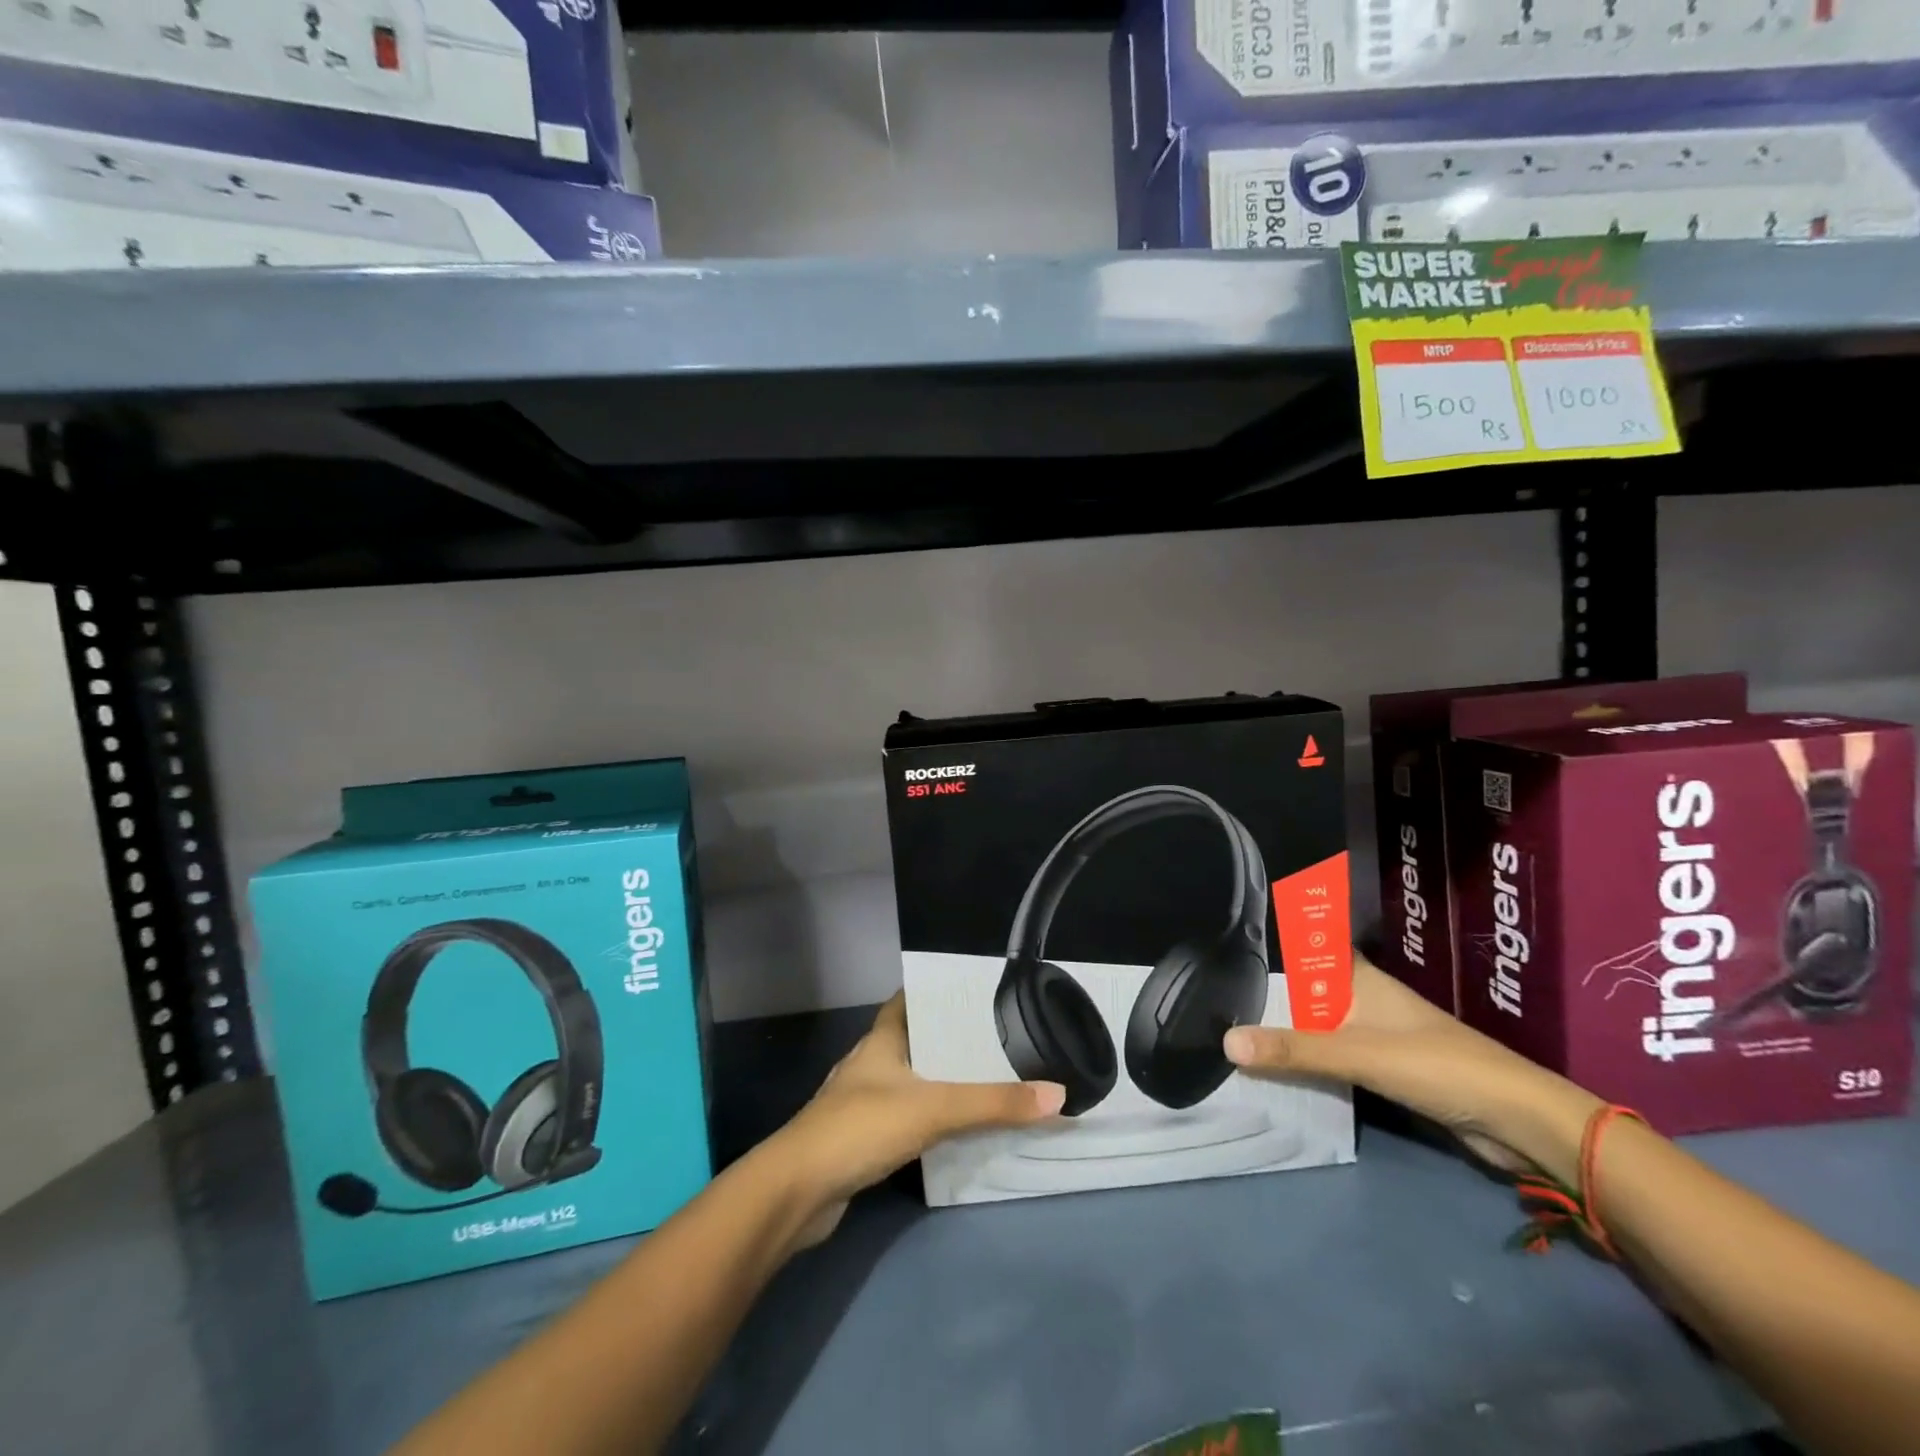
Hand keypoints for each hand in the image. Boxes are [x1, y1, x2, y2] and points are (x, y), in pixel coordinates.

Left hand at [761, 994, 1064, 1246]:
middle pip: (913, 1041)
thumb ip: (993, 1104)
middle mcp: (869, 1064)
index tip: (975, 992)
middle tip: (997, 1039)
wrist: (797, 1193)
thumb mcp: (934, 1109)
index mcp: (879, 1040)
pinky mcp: (861, 1139)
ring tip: (986, 1080)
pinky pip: (904, 1117)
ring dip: (940, 1082)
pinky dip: (928, 1118)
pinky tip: (954, 1129)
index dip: (937, 993)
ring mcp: (862, 1102)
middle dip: (949, 1041)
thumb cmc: (861, 1128)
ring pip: (909, 1081)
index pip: (908, 1001)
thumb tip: (1057, 1094)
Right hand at [1223, 954, 1600, 1176]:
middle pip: (1308, 985)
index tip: (1237, 926)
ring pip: (1319, 1022)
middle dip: (1270, 986)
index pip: (1312, 941)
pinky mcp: (1386, 1069)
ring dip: (1287, 1026)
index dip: (1281, 929)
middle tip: (1217, 982)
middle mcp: (1364, 999)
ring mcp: (1376, 1034)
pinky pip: (1332, 1055)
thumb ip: (1293, 1050)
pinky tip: (1277, 1066)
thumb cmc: (1436, 1065)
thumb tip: (1225, 1041)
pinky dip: (1307, 1058)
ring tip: (1232, 1023)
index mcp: (1360, 978)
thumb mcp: (1356, 1054)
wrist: (1515, 1121)